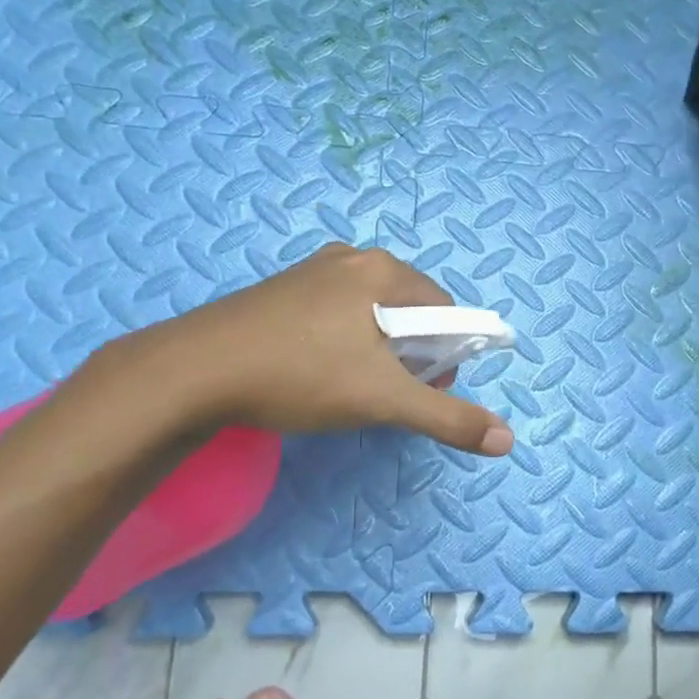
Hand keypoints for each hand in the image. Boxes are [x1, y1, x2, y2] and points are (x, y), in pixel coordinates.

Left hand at [110, 244, 513, 456]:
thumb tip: (507, 440)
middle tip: (387, 392)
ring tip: (350, 386)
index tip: (425, 388)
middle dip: (412, 353)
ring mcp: (310, 272)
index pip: (444, 308)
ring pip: (370, 313)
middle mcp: (350, 258)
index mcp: (382, 270)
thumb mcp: (383, 400)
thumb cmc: (300, 375)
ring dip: (377, 350)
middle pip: (408, 308)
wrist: (192, 372)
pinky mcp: (280, 291)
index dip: (447, 353)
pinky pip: (334, 313)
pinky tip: (316, 371)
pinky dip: (342, 342)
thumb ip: (448, 417)